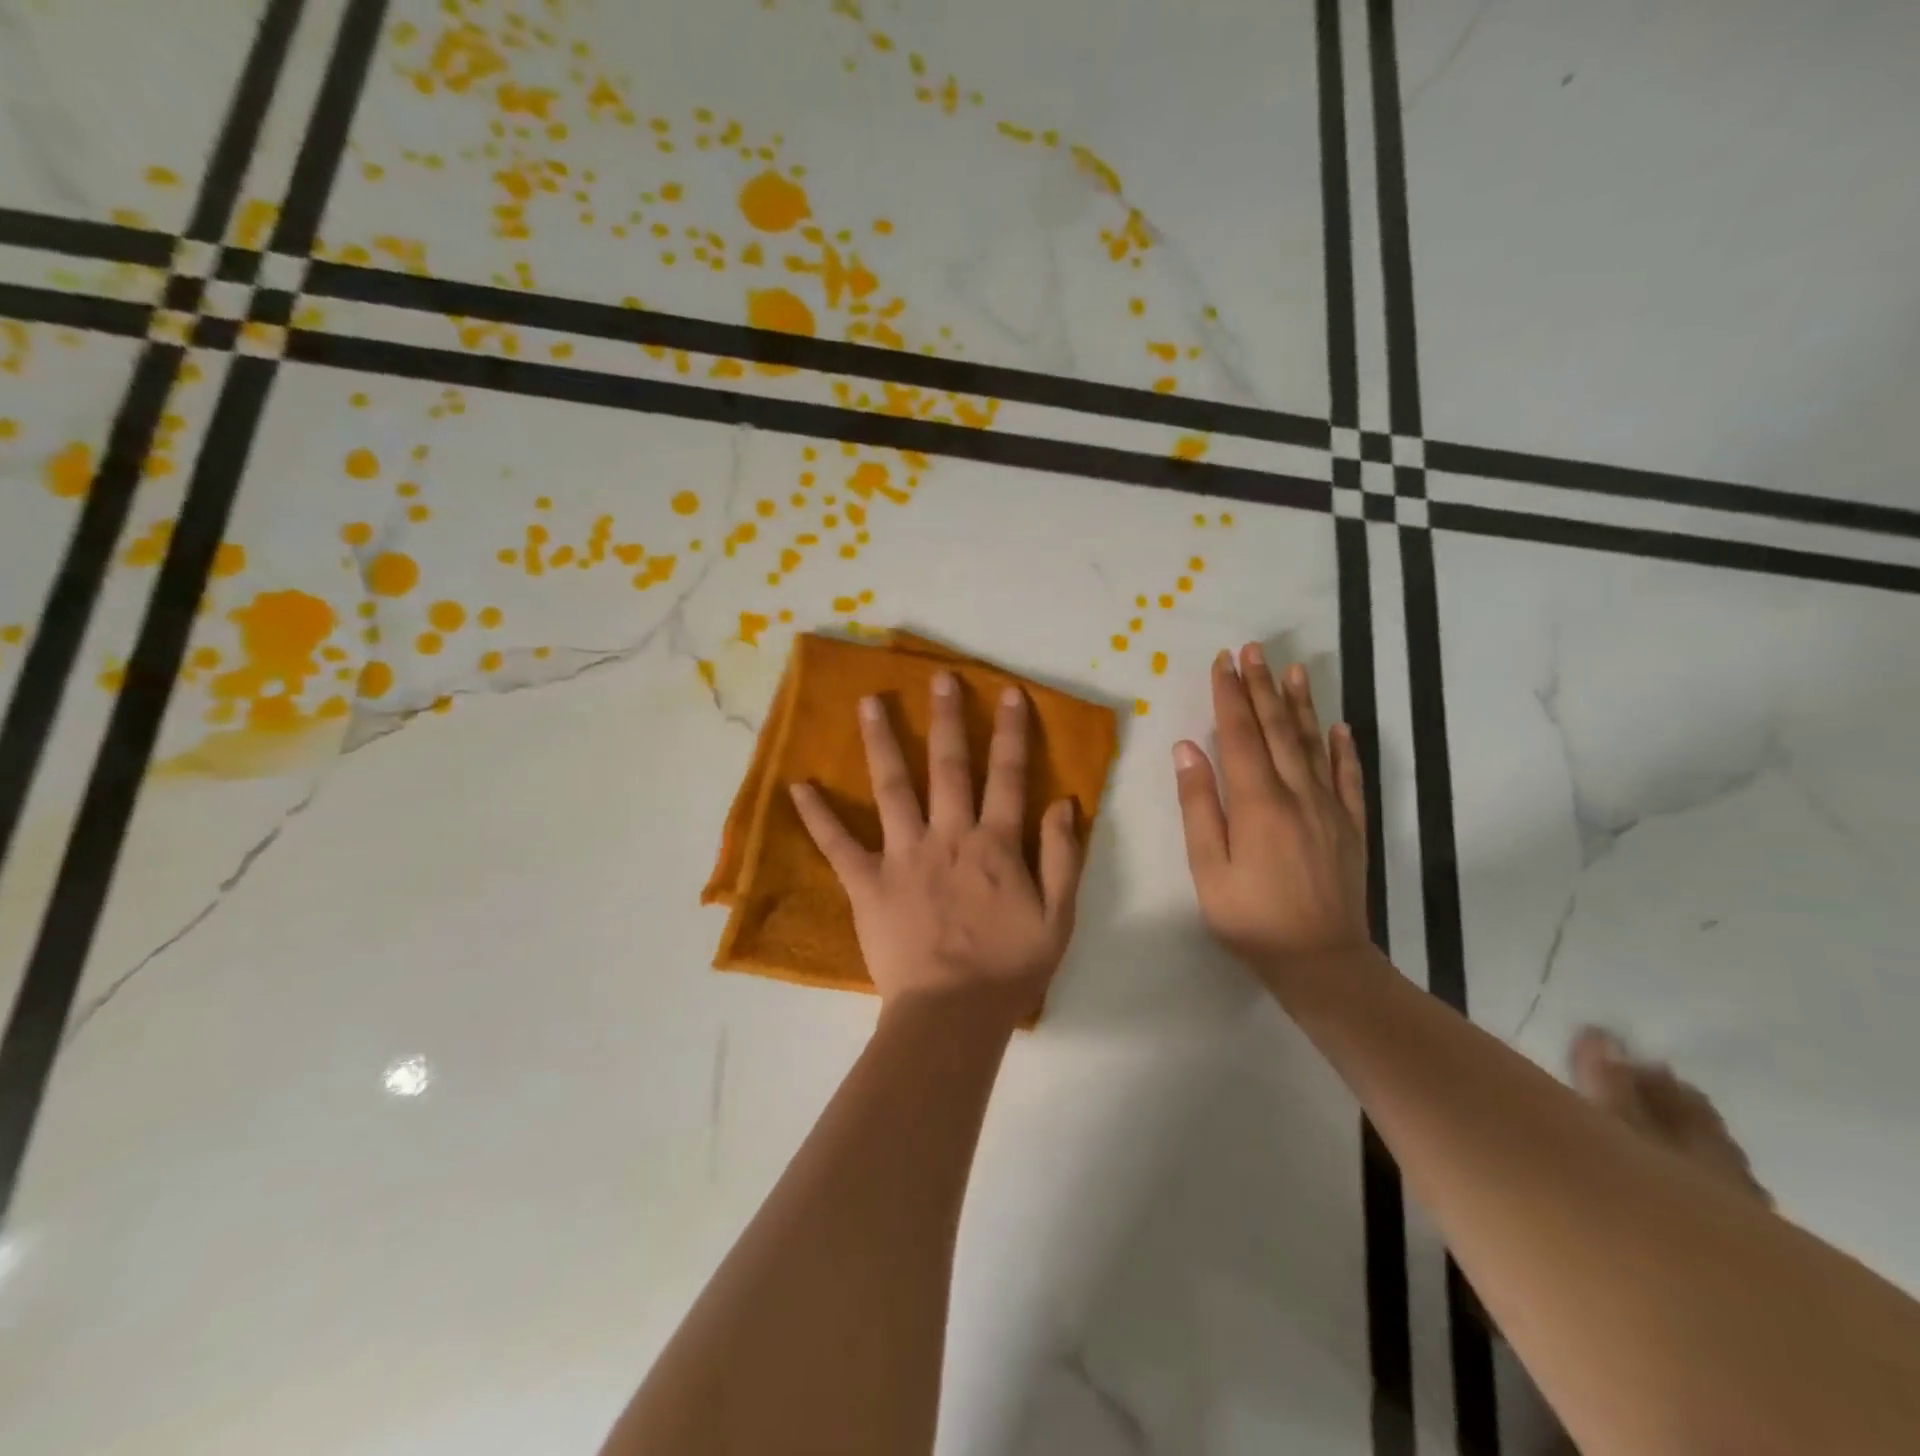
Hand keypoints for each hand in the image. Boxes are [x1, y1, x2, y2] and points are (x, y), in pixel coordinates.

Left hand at [789, 671, 1084, 1021]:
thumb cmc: (1009, 969)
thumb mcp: (1058, 917)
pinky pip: (840, 845)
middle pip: (948, 767)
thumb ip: (1062, 857)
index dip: (1010, 732)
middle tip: (938, 677)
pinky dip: (818, 816)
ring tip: (868, 703)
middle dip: (946, 718)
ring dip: (881, 742)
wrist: (953, 1015)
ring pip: (893, 788)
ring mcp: (904, 856)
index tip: (1007, 692)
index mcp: (996, 845)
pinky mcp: (868, 883)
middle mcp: (949, 836)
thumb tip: (1063, 802)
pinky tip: (797, 786)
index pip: (1007, 776)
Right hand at [1173, 645, 1371, 993]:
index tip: (1223, 661)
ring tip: (1293, 669)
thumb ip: (1198, 804)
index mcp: (1257, 802)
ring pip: (1314, 743)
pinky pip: (1349, 776)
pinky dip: (1343, 748)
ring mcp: (1330, 808)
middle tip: (1254, 649)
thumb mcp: (1207, 867)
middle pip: (1278, 728)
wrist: (1321, 961)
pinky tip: (1340, 726)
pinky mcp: (1351, 826)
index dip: (1230, 695)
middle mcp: (1297, 793)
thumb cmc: (1250, 918)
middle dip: (1262, 686)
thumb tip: (1187, 748)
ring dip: (1301, 704)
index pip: (1241, 734)